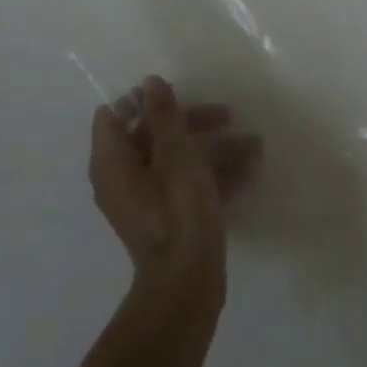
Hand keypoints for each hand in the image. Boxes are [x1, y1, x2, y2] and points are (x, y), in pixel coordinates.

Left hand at [89, 76, 260, 308]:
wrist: (188, 284)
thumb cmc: (177, 210)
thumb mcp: (176, 154)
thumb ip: (164, 115)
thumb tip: (150, 82)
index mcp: (112, 162)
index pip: (114, 115)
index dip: (143, 100)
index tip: (177, 95)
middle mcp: (122, 179)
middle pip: (152, 135)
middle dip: (193, 122)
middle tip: (227, 114)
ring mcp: (146, 201)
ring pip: (176, 160)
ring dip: (214, 148)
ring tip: (255, 145)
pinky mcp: (169, 219)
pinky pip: (187, 185)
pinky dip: (214, 175)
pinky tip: (250, 171)